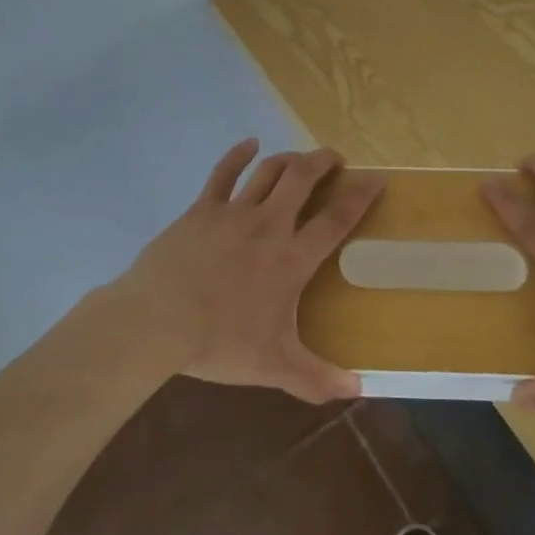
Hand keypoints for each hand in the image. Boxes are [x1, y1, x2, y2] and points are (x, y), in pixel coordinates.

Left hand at [121, 139, 382, 403]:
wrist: (158, 320)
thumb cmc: (219, 341)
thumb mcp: (273, 366)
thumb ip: (317, 378)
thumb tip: (359, 390)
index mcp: (291, 258)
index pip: (336, 220)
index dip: (360, 196)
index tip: (377, 179)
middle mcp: (268, 225)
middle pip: (303, 179)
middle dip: (324, 162)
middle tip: (336, 159)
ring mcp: (234, 212)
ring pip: (269, 171)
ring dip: (289, 159)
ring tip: (301, 159)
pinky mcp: (202, 208)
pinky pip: (223, 173)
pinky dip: (238, 154)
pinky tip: (249, 143)